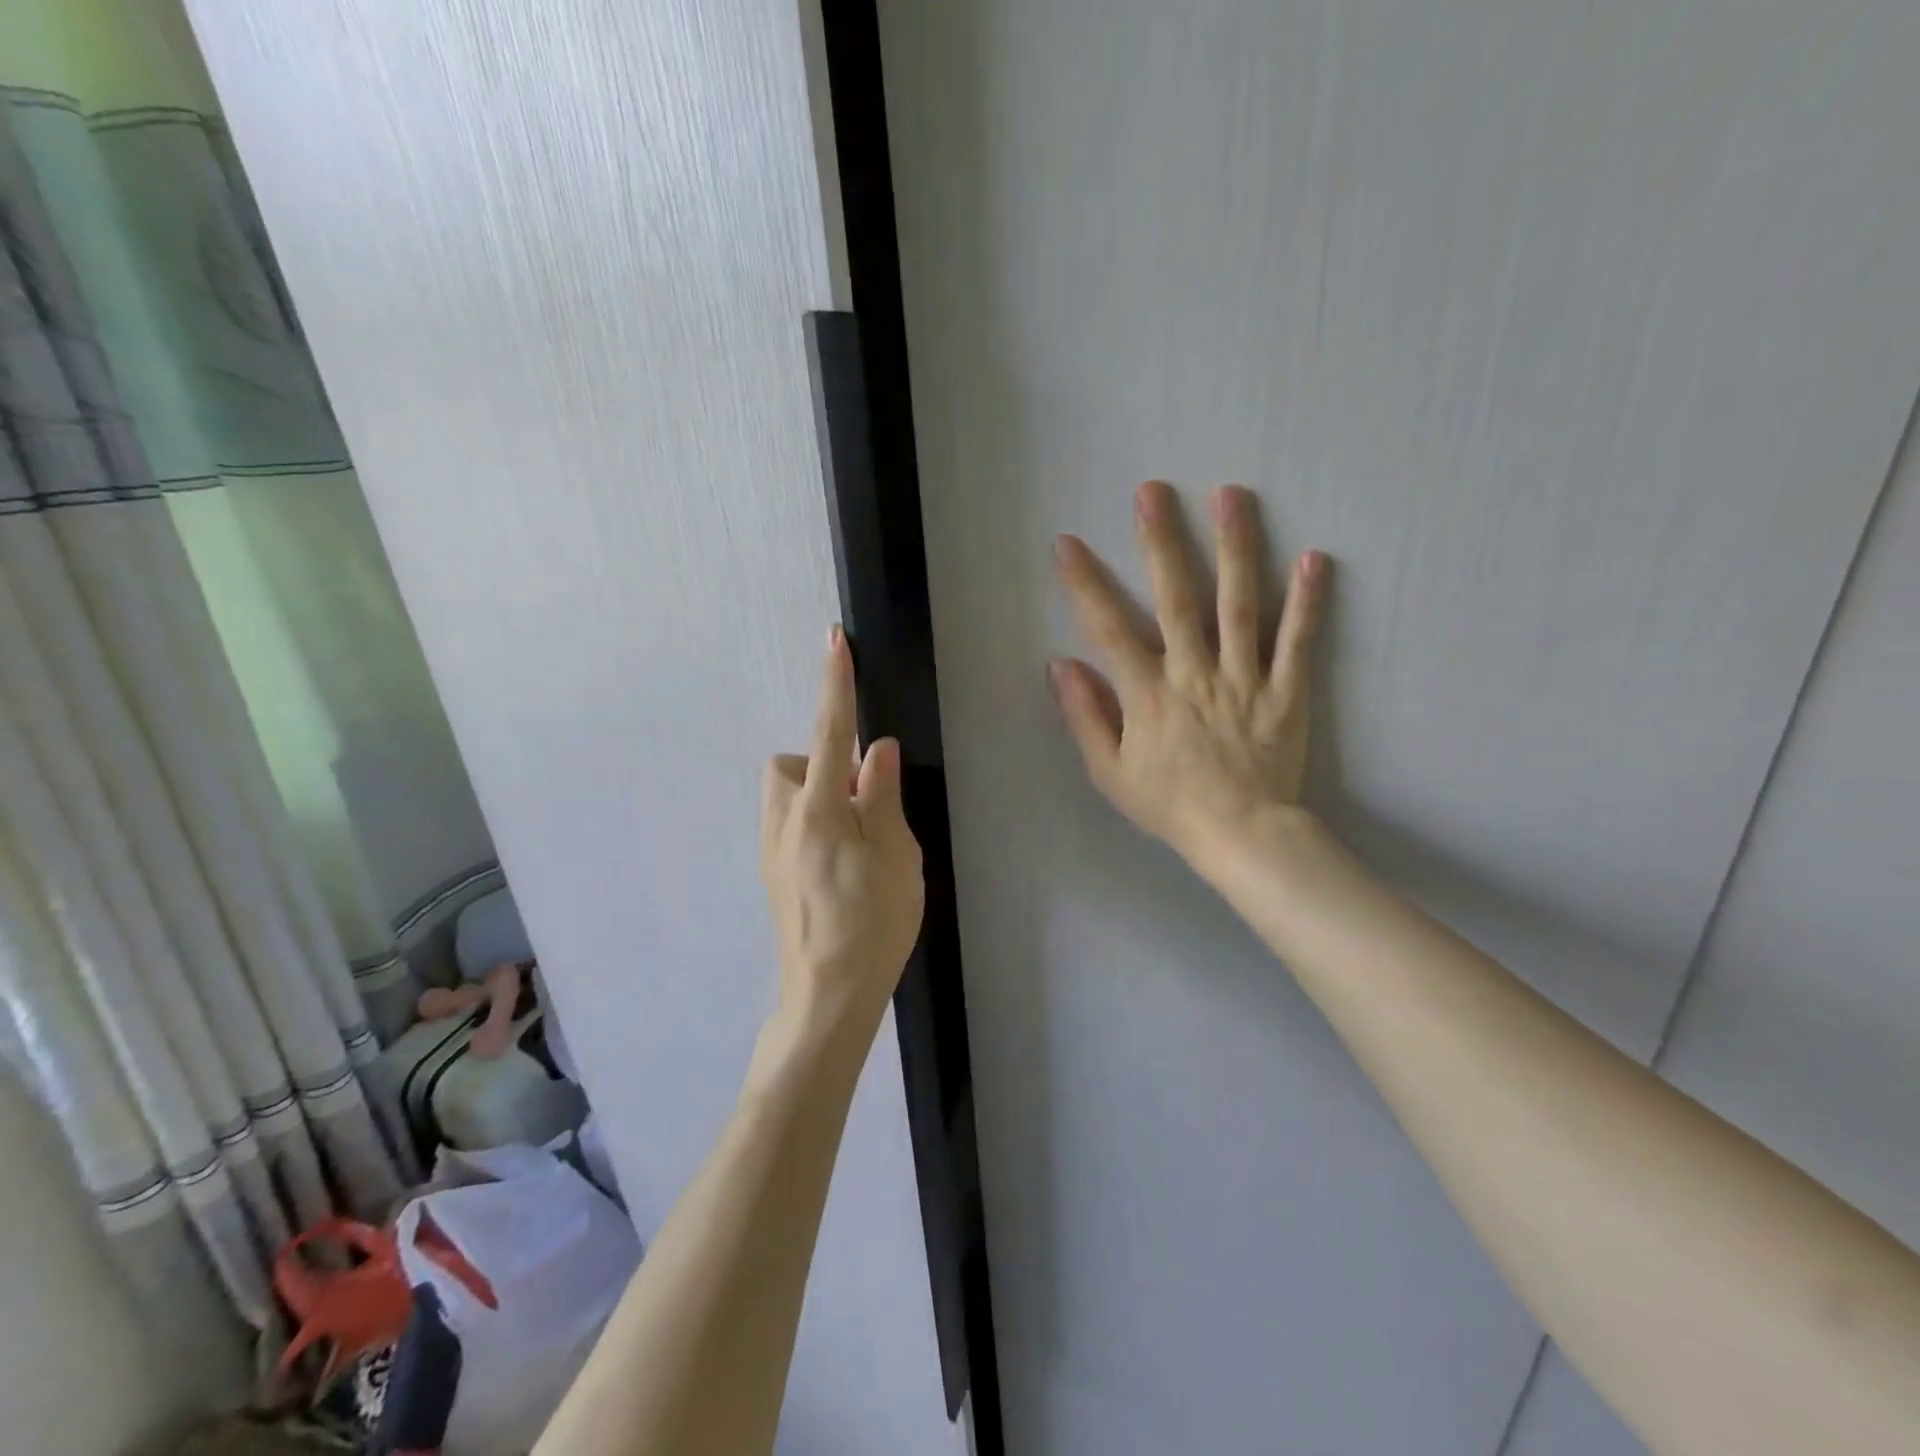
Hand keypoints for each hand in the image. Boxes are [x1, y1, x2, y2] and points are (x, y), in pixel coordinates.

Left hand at [760, 627, 924, 1032]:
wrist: (829, 995)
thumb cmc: (873, 923)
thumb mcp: (896, 855)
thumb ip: (882, 795)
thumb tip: (875, 749)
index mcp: (818, 810)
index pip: (829, 731)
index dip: (835, 684)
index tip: (834, 642)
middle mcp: (783, 822)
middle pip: (789, 764)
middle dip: (821, 764)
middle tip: (863, 800)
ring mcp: (771, 851)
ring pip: (786, 795)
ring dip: (816, 795)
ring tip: (857, 837)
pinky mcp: (772, 875)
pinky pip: (788, 826)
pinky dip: (813, 824)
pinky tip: (842, 867)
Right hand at [1050, 480, 1329, 869]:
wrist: (1241, 835)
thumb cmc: (1169, 805)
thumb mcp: (1109, 772)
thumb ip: (1085, 715)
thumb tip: (1060, 664)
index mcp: (1148, 694)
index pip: (1109, 629)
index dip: (1085, 584)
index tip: (1067, 543)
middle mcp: (1194, 674)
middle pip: (1177, 599)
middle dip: (1161, 542)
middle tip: (1153, 491)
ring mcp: (1245, 678)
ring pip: (1239, 605)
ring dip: (1234, 548)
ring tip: (1231, 496)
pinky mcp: (1286, 691)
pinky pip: (1297, 642)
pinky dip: (1306, 602)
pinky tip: (1314, 559)